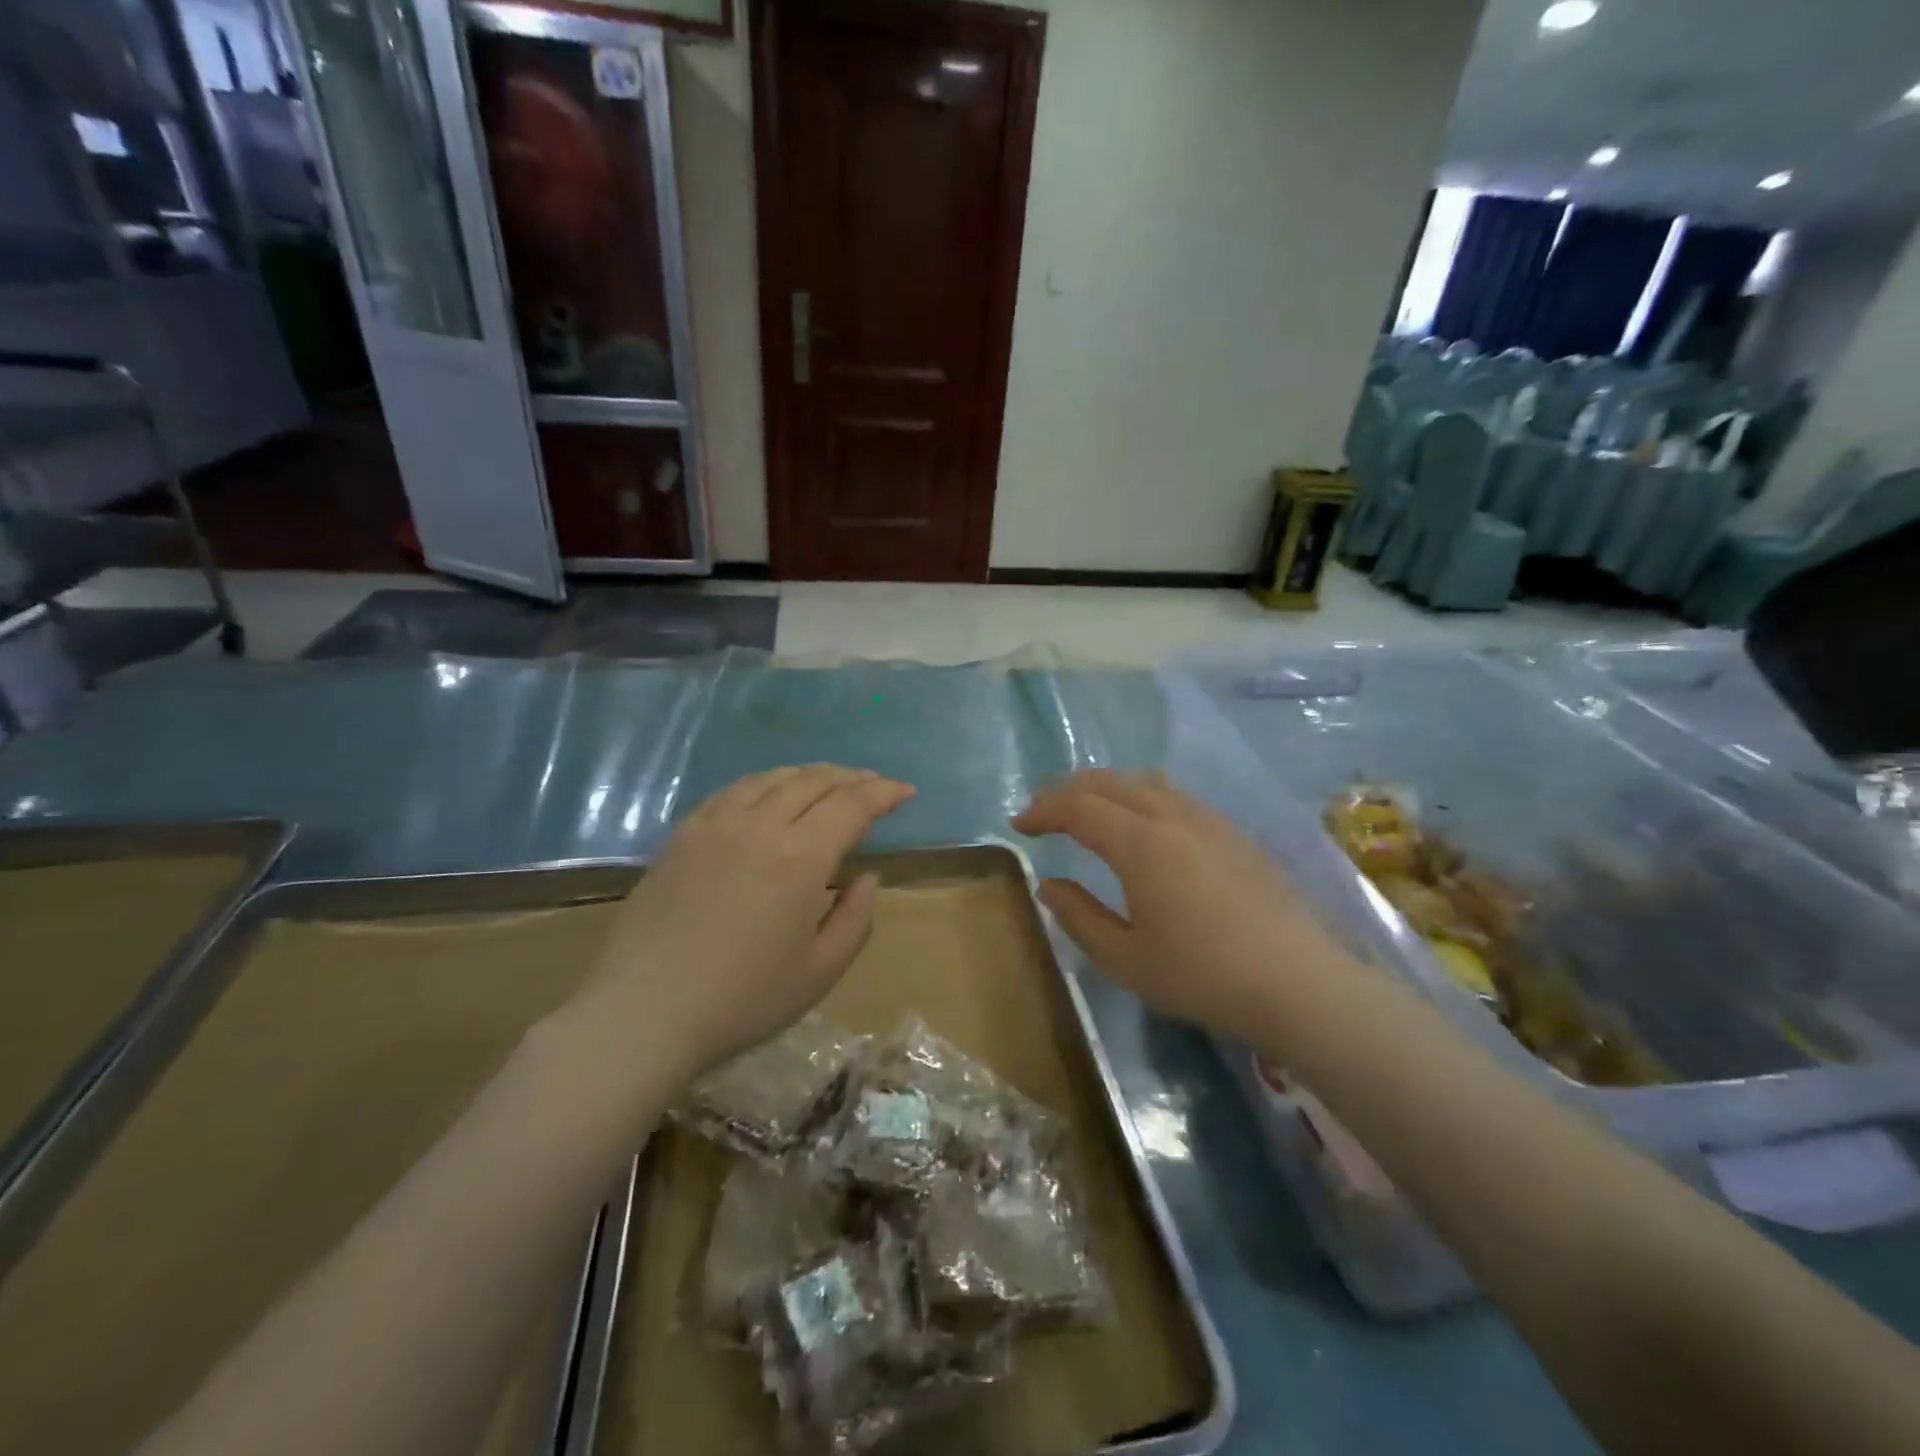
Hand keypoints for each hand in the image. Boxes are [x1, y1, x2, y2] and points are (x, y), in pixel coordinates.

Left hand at [567, 765, 914, 1088]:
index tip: (904, 791)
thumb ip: (856, 918)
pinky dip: (766, 784)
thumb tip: (866, 875)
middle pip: (814, 781)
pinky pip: (733, 791)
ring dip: (810, 774)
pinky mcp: (683, 834)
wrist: (643, 1014)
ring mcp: (715, 825)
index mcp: (800, 858)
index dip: (883, 792)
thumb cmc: (742, 1001)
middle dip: (851, 777)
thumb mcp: (820, 971)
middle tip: (873, 785)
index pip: (852, 804)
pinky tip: (770, 795)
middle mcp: (760, 826)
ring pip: (773, 779)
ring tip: (829, 782)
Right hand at [1013, 771, 1350, 1038]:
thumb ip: (1078, 916)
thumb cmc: (1203, 976)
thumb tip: (1049, 885)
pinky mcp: (1235, 833)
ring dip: (1107, 787)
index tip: (1019, 824)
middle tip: (1044, 810)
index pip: (1079, 807)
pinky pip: (1175, 796)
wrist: (1299, 984)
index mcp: (1141, 844)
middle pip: (1110, 782)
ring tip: (1088, 809)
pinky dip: (1141, 796)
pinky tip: (1143, 825)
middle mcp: (1173, 817)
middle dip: (1069, 789)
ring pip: (1146, 781)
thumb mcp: (1125, 958)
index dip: (1043, 809)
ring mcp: (1209, 820)